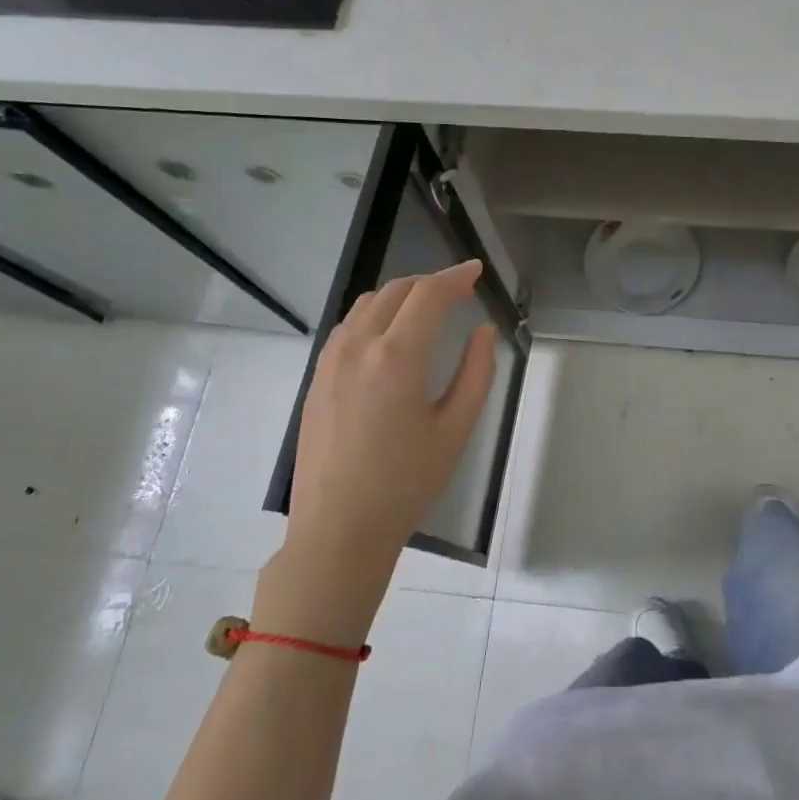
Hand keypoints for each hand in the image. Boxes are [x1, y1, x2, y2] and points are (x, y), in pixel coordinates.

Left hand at [257, 261, 497, 645]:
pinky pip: (348, 327)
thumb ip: (476, 373)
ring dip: (400, 296)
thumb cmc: (406, 483)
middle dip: (429, 282)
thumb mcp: (455, 429)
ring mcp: (330, 361)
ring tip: (426, 309)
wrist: (339, 528)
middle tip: (458, 291)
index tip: (475, 270)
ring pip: (367, 304)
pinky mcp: (316, 378)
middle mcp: (358, 347)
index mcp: (397, 357)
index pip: (428, 295)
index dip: (455, 277)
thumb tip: (482, 331)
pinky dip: (375, 315)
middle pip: (395, 291)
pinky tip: (389, 336)